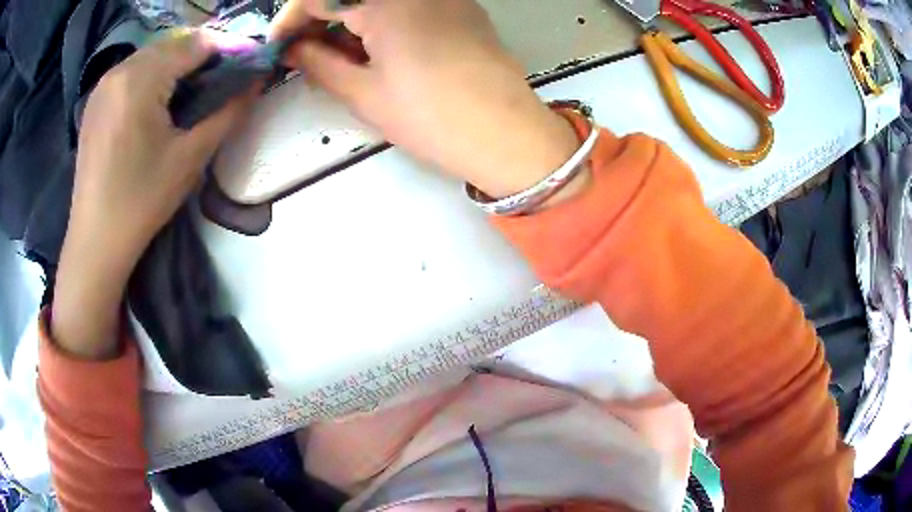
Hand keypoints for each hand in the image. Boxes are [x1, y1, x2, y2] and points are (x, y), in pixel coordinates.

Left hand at [52, 29, 254, 358]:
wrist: (95, 242)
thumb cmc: (141, 202)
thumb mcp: (190, 158)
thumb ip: (228, 113)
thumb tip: (256, 82)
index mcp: (140, 80)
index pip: (195, 43)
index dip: (227, 49)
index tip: (247, 65)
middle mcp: (119, 70)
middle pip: (173, 44)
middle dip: (202, 55)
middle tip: (221, 80)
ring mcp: (103, 85)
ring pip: (152, 54)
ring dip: (177, 64)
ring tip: (192, 90)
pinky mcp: (95, 101)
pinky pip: (132, 71)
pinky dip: (153, 75)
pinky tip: (159, 100)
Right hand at [272, 0, 581, 198]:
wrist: (507, 134)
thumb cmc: (432, 117)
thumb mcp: (364, 93)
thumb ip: (319, 63)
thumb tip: (293, 50)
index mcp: (386, 0)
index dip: (291, 20)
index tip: (279, 46)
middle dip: (319, 18)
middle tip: (305, 53)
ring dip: (349, 20)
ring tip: (337, 58)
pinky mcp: (461, 6)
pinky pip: (406, 3)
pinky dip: (380, 19)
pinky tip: (375, 49)